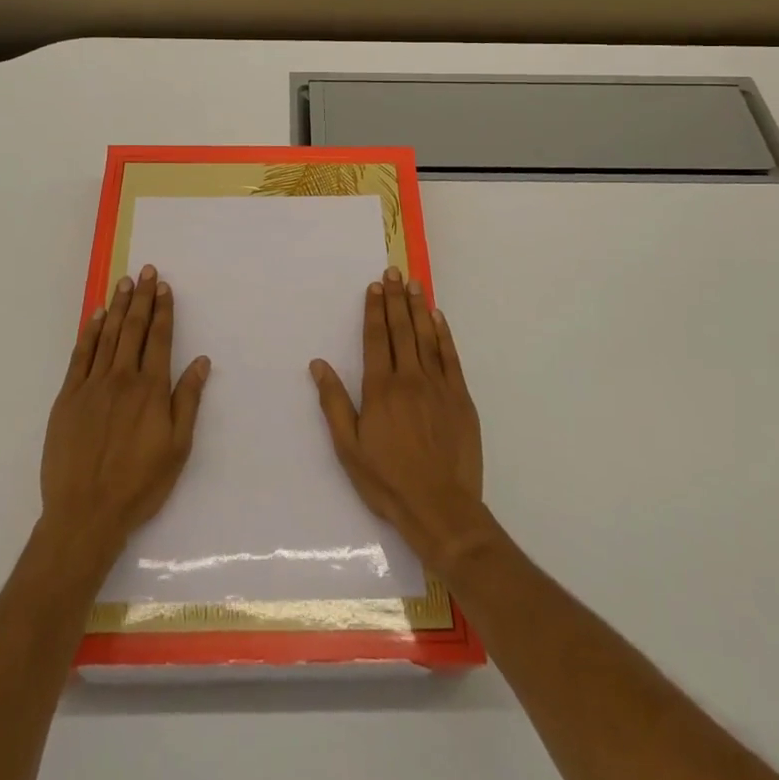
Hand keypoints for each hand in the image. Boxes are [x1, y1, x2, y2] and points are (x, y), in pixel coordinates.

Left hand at [40, 265, 210, 558]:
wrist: (85, 513)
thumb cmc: (139, 484)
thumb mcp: (177, 447)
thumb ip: (188, 400)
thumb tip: (201, 361)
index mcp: (151, 389)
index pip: (159, 338)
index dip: (163, 310)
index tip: (164, 286)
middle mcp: (122, 378)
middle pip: (133, 329)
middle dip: (141, 298)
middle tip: (145, 271)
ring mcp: (91, 386)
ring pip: (107, 336)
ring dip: (118, 306)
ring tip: (124, 282)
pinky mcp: (67, 398)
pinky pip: (80, 355)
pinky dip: (90, 332)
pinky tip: (96, 316)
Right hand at [310, 267, 486, 569]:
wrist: (441, 507)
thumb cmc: (388, 480)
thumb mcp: (349, 447)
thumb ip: (334, 402)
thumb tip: (318, 364)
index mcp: (380, 389)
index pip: (376, 338)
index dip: (374, 310)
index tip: (374, 287)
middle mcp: (409, 378)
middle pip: (401, 330)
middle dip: (395, 299)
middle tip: (393, 271)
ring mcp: (438, 386)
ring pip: (426, 337)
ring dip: (418, 308)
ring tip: (414, 284)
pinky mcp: (460, 398)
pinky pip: (450, 357)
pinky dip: (444, 335)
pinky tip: (438, 318)